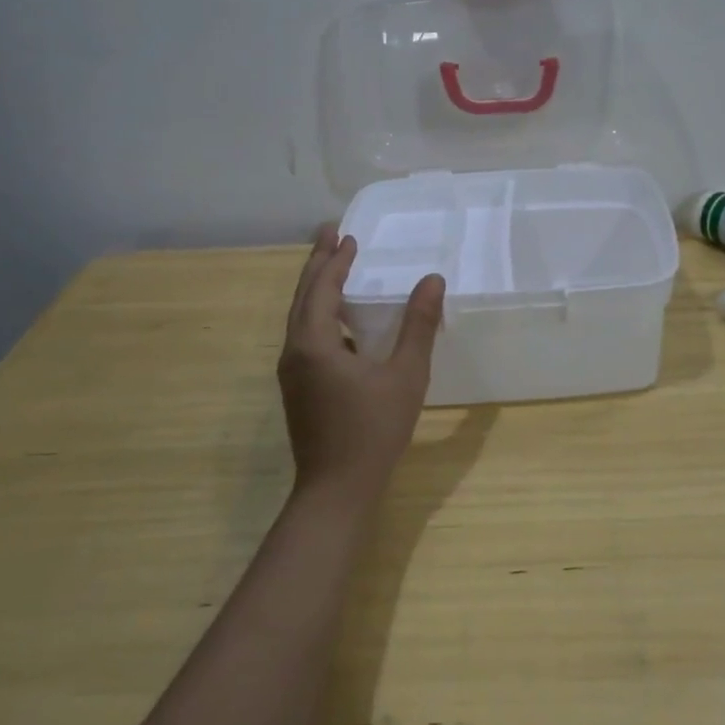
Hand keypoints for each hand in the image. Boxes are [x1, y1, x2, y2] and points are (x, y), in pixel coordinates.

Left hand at [276, 226, 445, 500]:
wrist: (337, 490)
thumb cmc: (374, 430)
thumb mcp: (406, 375)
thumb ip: (419, 326)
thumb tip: (432, 280)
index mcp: (314, 344)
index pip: (321, 288)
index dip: (335, 260)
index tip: (346, 234)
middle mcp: (295, 353)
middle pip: (303, 298)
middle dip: (317, 264)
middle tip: (330, 235)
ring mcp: (292, 373)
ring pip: (300, 319)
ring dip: (317, 289)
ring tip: (335, 268)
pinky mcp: (299, 390)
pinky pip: (305, 338)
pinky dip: (320, 316)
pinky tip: (342, 323)